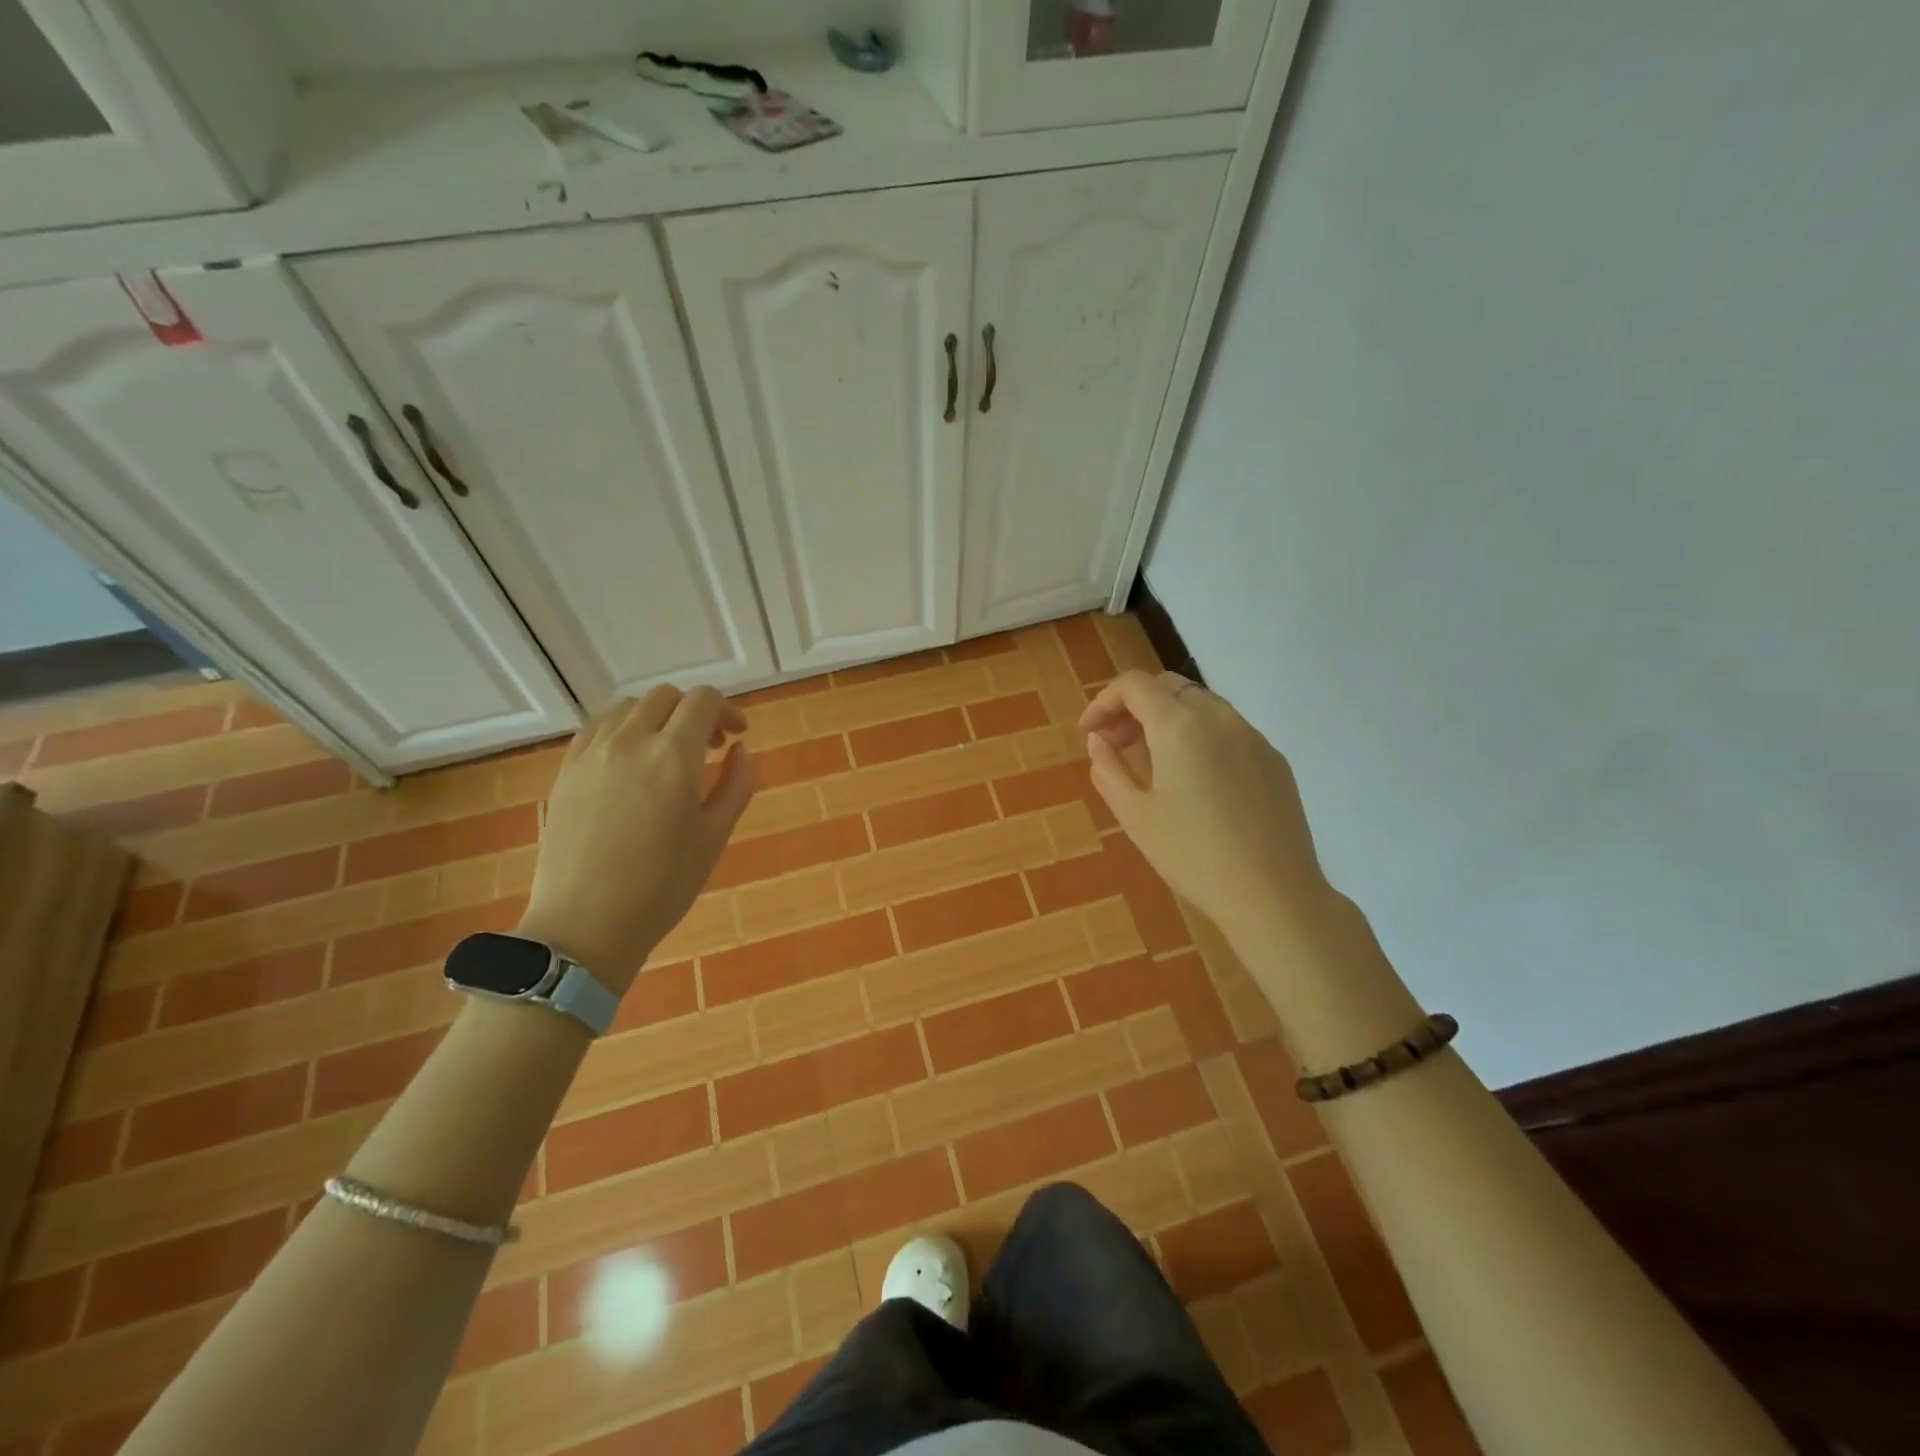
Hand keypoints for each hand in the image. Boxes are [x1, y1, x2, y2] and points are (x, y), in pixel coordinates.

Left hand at [517, 686, 752, 993]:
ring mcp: (591, 753)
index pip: (703, 701)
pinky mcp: (565, 771)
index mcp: (673, 757)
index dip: (726, 710)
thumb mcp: (714, 837)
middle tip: (707, 747)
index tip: (736, 736)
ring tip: (667, 754)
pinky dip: (622, 730)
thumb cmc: (662, 886)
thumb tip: (740, 749)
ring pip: (628, 708)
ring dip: (657, 718)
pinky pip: (597, 728)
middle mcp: (630, 741)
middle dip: (693, 712)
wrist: (585, 925)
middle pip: (665, 697)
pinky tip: (630, 762)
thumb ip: (735, 784)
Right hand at [1079, 671, 1330, 943]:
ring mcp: (1253, 736)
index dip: (1103, 702)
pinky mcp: (1274, 759)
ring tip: (1153, 762)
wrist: (1273, 895)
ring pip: (1201, 704)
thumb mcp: (1134, 816)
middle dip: (1135, 707)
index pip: (1134, 685)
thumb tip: (1099, 741)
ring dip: (1168, 719)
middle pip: (1168, 687)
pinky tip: (1195, 781)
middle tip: (1117, 745)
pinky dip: (1199, 736)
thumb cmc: (1192, 856)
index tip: (1090, 734)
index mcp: (1180, 726)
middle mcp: (1219, 717)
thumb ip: (1108, 768)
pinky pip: (1228, 730)